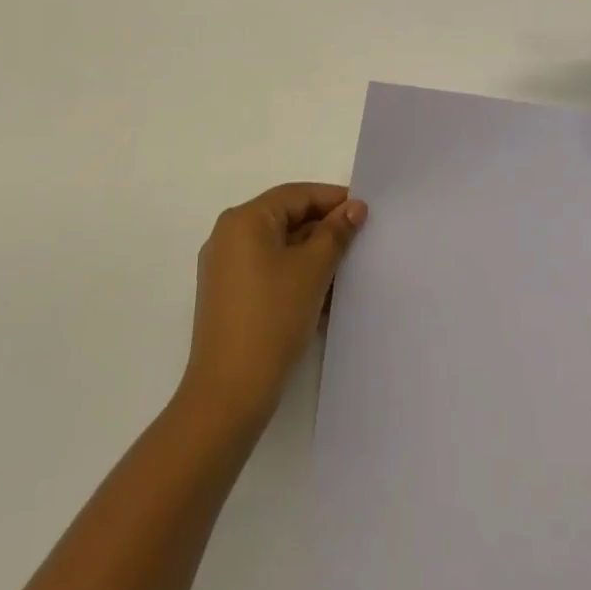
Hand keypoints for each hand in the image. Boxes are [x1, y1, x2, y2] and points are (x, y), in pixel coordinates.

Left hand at [181, 182, 367, 427]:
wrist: (228, 394)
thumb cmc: (272, 318)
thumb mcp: (312, 270)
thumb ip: (336, 233)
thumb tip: (354, 208)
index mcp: (244, 220)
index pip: (296, 195)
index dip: (333, 200)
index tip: (366, 212)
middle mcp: (228, 236)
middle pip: (286, 218)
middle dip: (324, 229)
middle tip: (360, 241)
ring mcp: (224, 268)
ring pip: (279, 247)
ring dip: (312, 255)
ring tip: (346, 270)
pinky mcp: (227, 297)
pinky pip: (267, 271)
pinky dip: (295, 275)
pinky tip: (323, 295)